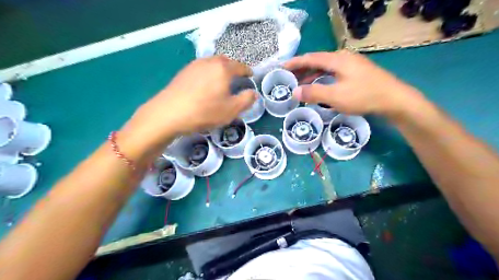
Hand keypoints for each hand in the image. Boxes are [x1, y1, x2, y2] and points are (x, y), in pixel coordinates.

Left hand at [119, 54, 256, 153]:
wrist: (169, 113)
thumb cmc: (205, 111)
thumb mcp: (231, 110)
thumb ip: (246, 100)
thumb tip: (253, 93)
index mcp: (223, 69)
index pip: (240, 66)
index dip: (247, 71)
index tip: (251, 75)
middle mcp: (209, 62)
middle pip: (225, 61)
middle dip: (234, 68)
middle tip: (237, 77)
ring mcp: (194, 65)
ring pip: (212, 63)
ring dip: (220, 69)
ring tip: (222, 80)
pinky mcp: (183, 72)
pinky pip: (201, 69)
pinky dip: (208, 73)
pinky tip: (206, 85)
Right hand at [285, 50, 423, 116]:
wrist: (394, 99)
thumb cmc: (364, 96)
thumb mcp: (335, 96)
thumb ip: (314, 93)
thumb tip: (295, 92)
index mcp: (337, 59)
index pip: (310, 58)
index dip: (294, 63)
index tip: (281, 68)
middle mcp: (343, 58)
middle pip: (317, 61)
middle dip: (301, 69)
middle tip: (288, 78)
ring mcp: (351, 65)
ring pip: (325, 67)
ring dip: (311, 75)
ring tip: (299, 84)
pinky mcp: (356, 72)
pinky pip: (333, 72)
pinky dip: (322, 78)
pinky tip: (318, 86)